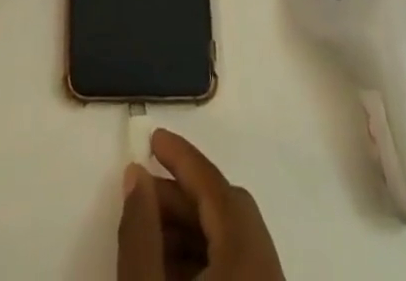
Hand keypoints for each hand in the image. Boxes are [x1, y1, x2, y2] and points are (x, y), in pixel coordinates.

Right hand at [118, 130, 285, 280]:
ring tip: (148, 236)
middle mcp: (269, 269)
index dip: (182, 158)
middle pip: (227, 212)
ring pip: (231, 243)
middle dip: (182, 197)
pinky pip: (237, 269)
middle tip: (143, 195)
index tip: (151, 138)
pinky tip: (170, 270)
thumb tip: (136, 174)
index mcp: (249, 254)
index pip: (216, 187)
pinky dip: (203, 259)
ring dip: (189, 230)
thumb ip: (140, 231)